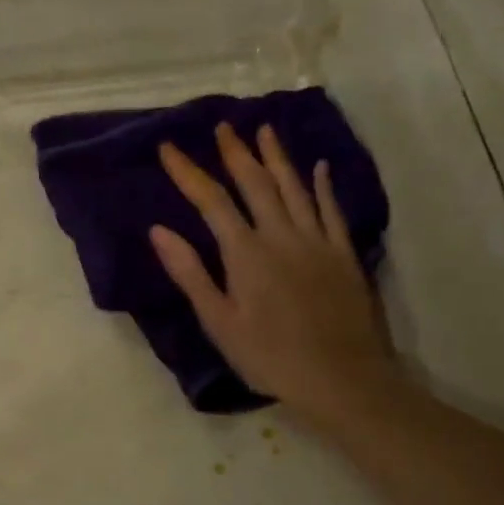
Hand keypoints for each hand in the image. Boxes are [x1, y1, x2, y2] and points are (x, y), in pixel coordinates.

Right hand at [150, 122, 398, 428]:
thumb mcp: (219, 322)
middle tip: (223, 126)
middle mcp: (282, 236)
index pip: (211, 202)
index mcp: (246, 254)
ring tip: (264, 130)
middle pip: (255, 184)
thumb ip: (190, 274)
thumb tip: (159, 231)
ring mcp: (317, 242)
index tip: (169, 148)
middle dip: (235, 153)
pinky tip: (318, 168)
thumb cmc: (269, 357)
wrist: (340, 378)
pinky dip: (322, 186)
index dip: (188, 173)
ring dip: (277, 157)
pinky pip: (331, 210)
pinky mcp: (343, 254)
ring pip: (294, 188)